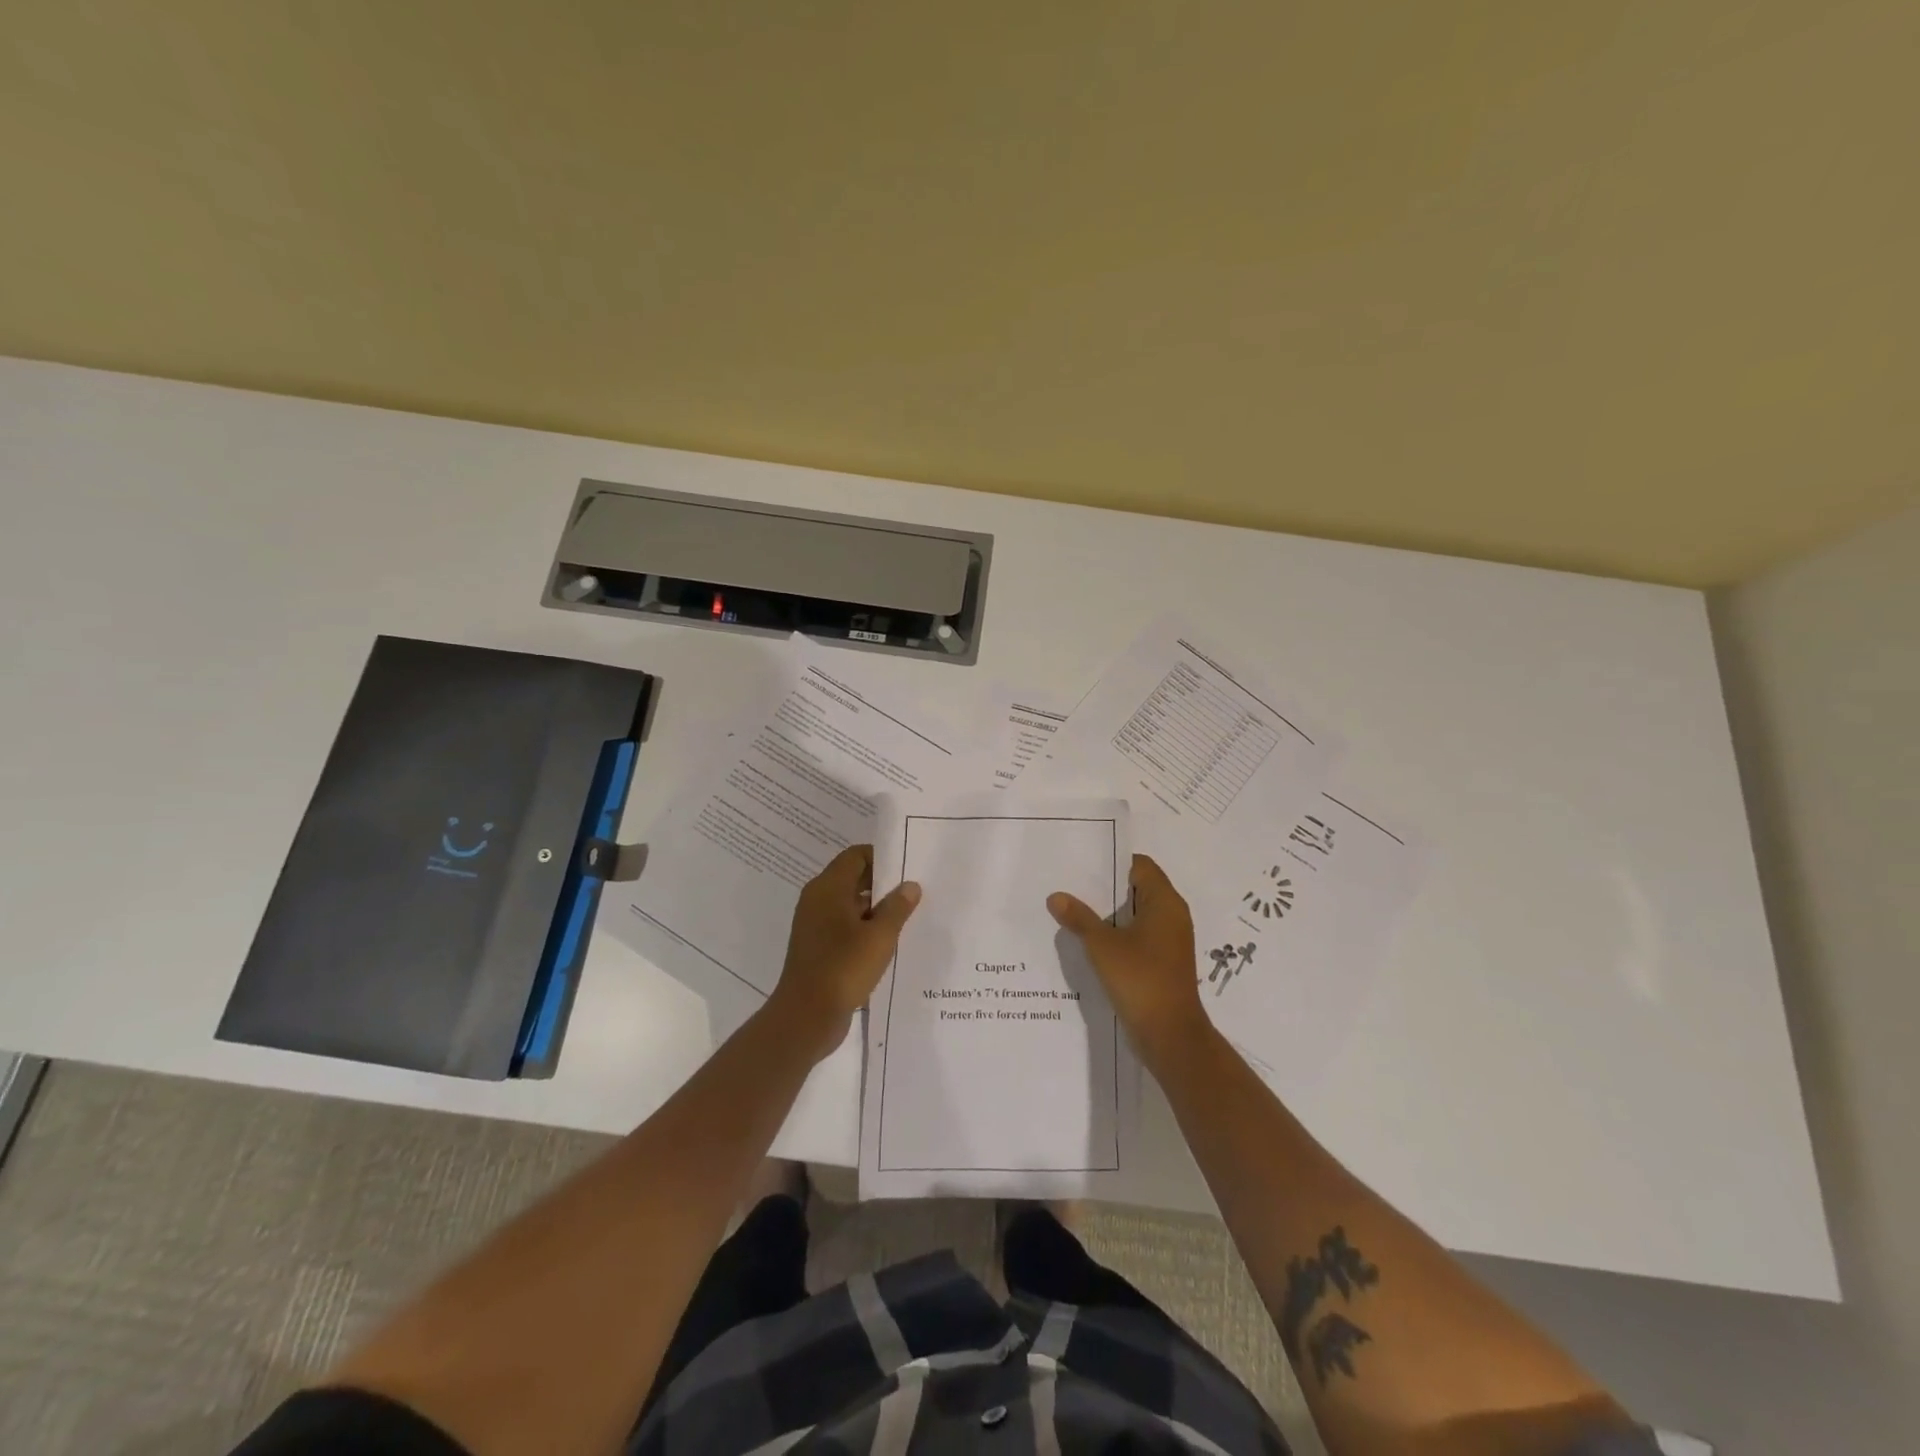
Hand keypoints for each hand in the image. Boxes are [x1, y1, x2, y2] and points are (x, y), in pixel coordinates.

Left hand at [769, 845, 920, 1059]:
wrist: (806, 1017)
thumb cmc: (843, 968)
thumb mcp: (879, 936)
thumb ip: (897, 907)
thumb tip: (910, 885)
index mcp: (827, 888)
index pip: (856, 856)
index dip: (882, 857)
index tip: (908, 867)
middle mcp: (817, 901)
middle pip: (853, 879)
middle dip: (883, 884)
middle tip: (915, 891)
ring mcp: (815, 926)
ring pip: (850, 906)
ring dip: (876, 910)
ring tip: (909, 917)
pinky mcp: (818, 949)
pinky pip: (845, 928)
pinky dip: (865, 930)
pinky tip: (889, 943)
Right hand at [1048, 854, 1209, 1066]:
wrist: (1170, 1035)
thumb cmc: (1140, 979)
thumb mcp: (1102, 945)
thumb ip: (1079, 918)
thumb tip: (1056, 896)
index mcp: (1165, 902)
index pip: (1140, 866)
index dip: (1113, 862)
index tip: (1083, 863)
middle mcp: (1173, 915)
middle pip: (1139, 888)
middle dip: (1107, 887)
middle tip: (1072, 884)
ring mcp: (1170, 940)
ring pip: (1138, 914)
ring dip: (1111, 912)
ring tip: (1075, 909)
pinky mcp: (1164, 961)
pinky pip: (1140, 936)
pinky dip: (1119, 933)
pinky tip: (1092, 940)